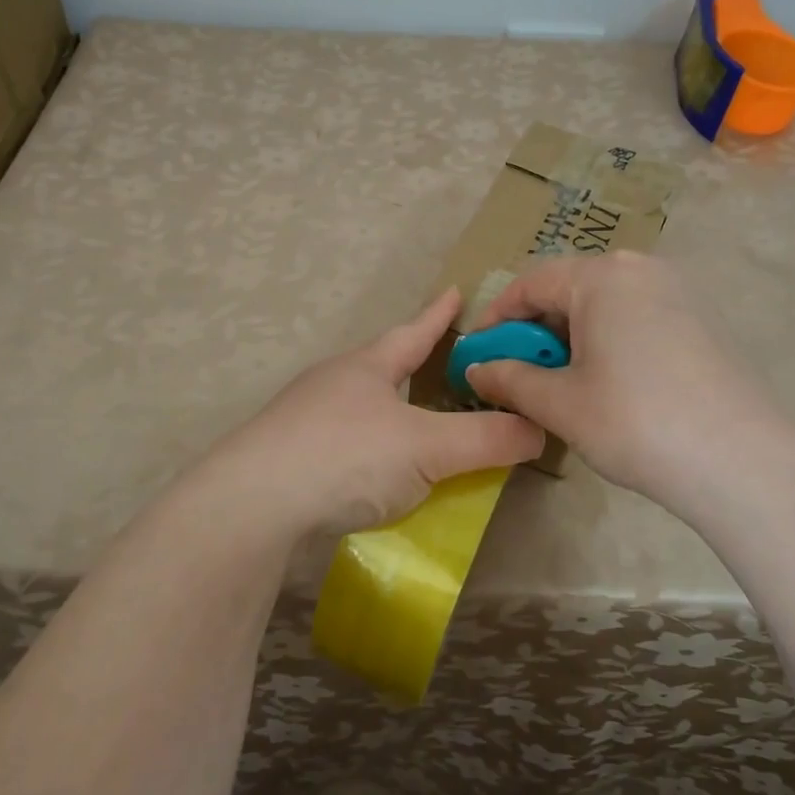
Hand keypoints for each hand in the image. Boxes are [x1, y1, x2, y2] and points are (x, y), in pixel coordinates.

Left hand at [206, 289, 544, 539]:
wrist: (254, 503)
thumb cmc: (347, 456)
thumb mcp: (428, 447)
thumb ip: (486, 439)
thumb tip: (540, 428)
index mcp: (367, 366)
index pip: (414, 331)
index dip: (439, 315)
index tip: (456, 291)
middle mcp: (334, 383)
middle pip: (382, 365)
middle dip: (413, 363)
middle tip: (445, 366)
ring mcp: (305, 419)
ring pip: (361, 405)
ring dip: (390, 409)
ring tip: (416, 423)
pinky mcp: (290, 457)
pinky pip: (345, 443)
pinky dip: (371, 448)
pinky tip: (377, 471)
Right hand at [465, 253, 791, 511]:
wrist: (740, 462)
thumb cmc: (633, 421)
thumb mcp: (559, 403)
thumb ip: (509, 379)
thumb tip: (475, 369)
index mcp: (602, 277)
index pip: (531, 283)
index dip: (496, 318)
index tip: (478, 353)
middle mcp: (642, 270)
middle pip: (570, 289)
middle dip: (536, 330)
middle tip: (518, 372)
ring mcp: (679, 293)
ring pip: (605, 305)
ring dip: (571, 337)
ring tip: (560, 382)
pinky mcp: (703, 321)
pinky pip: (638, 318)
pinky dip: (608, 341)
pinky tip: (608, 384)